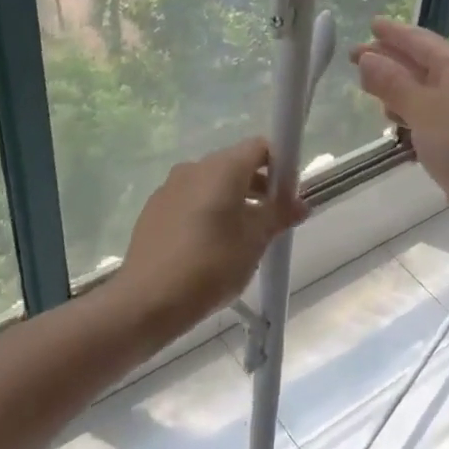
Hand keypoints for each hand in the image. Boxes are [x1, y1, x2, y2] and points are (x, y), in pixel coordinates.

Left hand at [111, 136, 306, 340]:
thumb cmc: (211, 265)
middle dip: (259, 185)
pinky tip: (210, 246)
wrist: (147, 301)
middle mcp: (195, 167)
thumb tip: (301, 204)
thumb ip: (279, 215)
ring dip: (233, 200)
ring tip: (243, 237)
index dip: (280, 166)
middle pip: (236, 163)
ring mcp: (170, 187)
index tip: (288, 196)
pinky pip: (190, 199)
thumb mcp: (255, 241)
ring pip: (212, 183)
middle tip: (271, 220)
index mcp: (222, 167)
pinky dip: (208, 211)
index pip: (260, 147)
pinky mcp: (154, 209)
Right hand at [350, 18, 448, 261]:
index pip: (420, 41)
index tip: (369, 24)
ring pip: (424, 93)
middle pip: (421, 65)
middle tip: (353, 57)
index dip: (394, 33)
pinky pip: (429, 120)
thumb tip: (366, 57)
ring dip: (398, 89)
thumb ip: (393, 82)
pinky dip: (409, 116)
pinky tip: (392, 123)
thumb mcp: (424, 108)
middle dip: (389, 60)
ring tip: (367, 88)